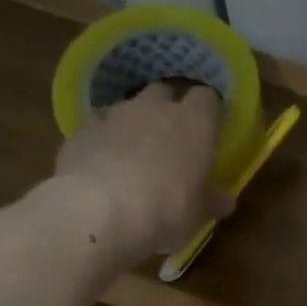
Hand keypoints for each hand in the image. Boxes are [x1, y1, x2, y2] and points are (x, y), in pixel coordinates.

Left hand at [53, 82, 233, 257]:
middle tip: (172, 140)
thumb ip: (212, 200)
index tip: (211, 129)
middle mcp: (155, 107)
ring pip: (129, 108)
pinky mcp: (82, 130)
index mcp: (195, 122)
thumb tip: (225, 201)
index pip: (208, 98)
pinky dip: (104, 140)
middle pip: (165, 93)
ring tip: (135, 156)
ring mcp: (115, 114)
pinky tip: (104, 166)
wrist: (99, 211)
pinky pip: (99, 127)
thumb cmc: (167, 209)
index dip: (209, 112)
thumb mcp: (199, 213)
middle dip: (168, 110)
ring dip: (134, 125)